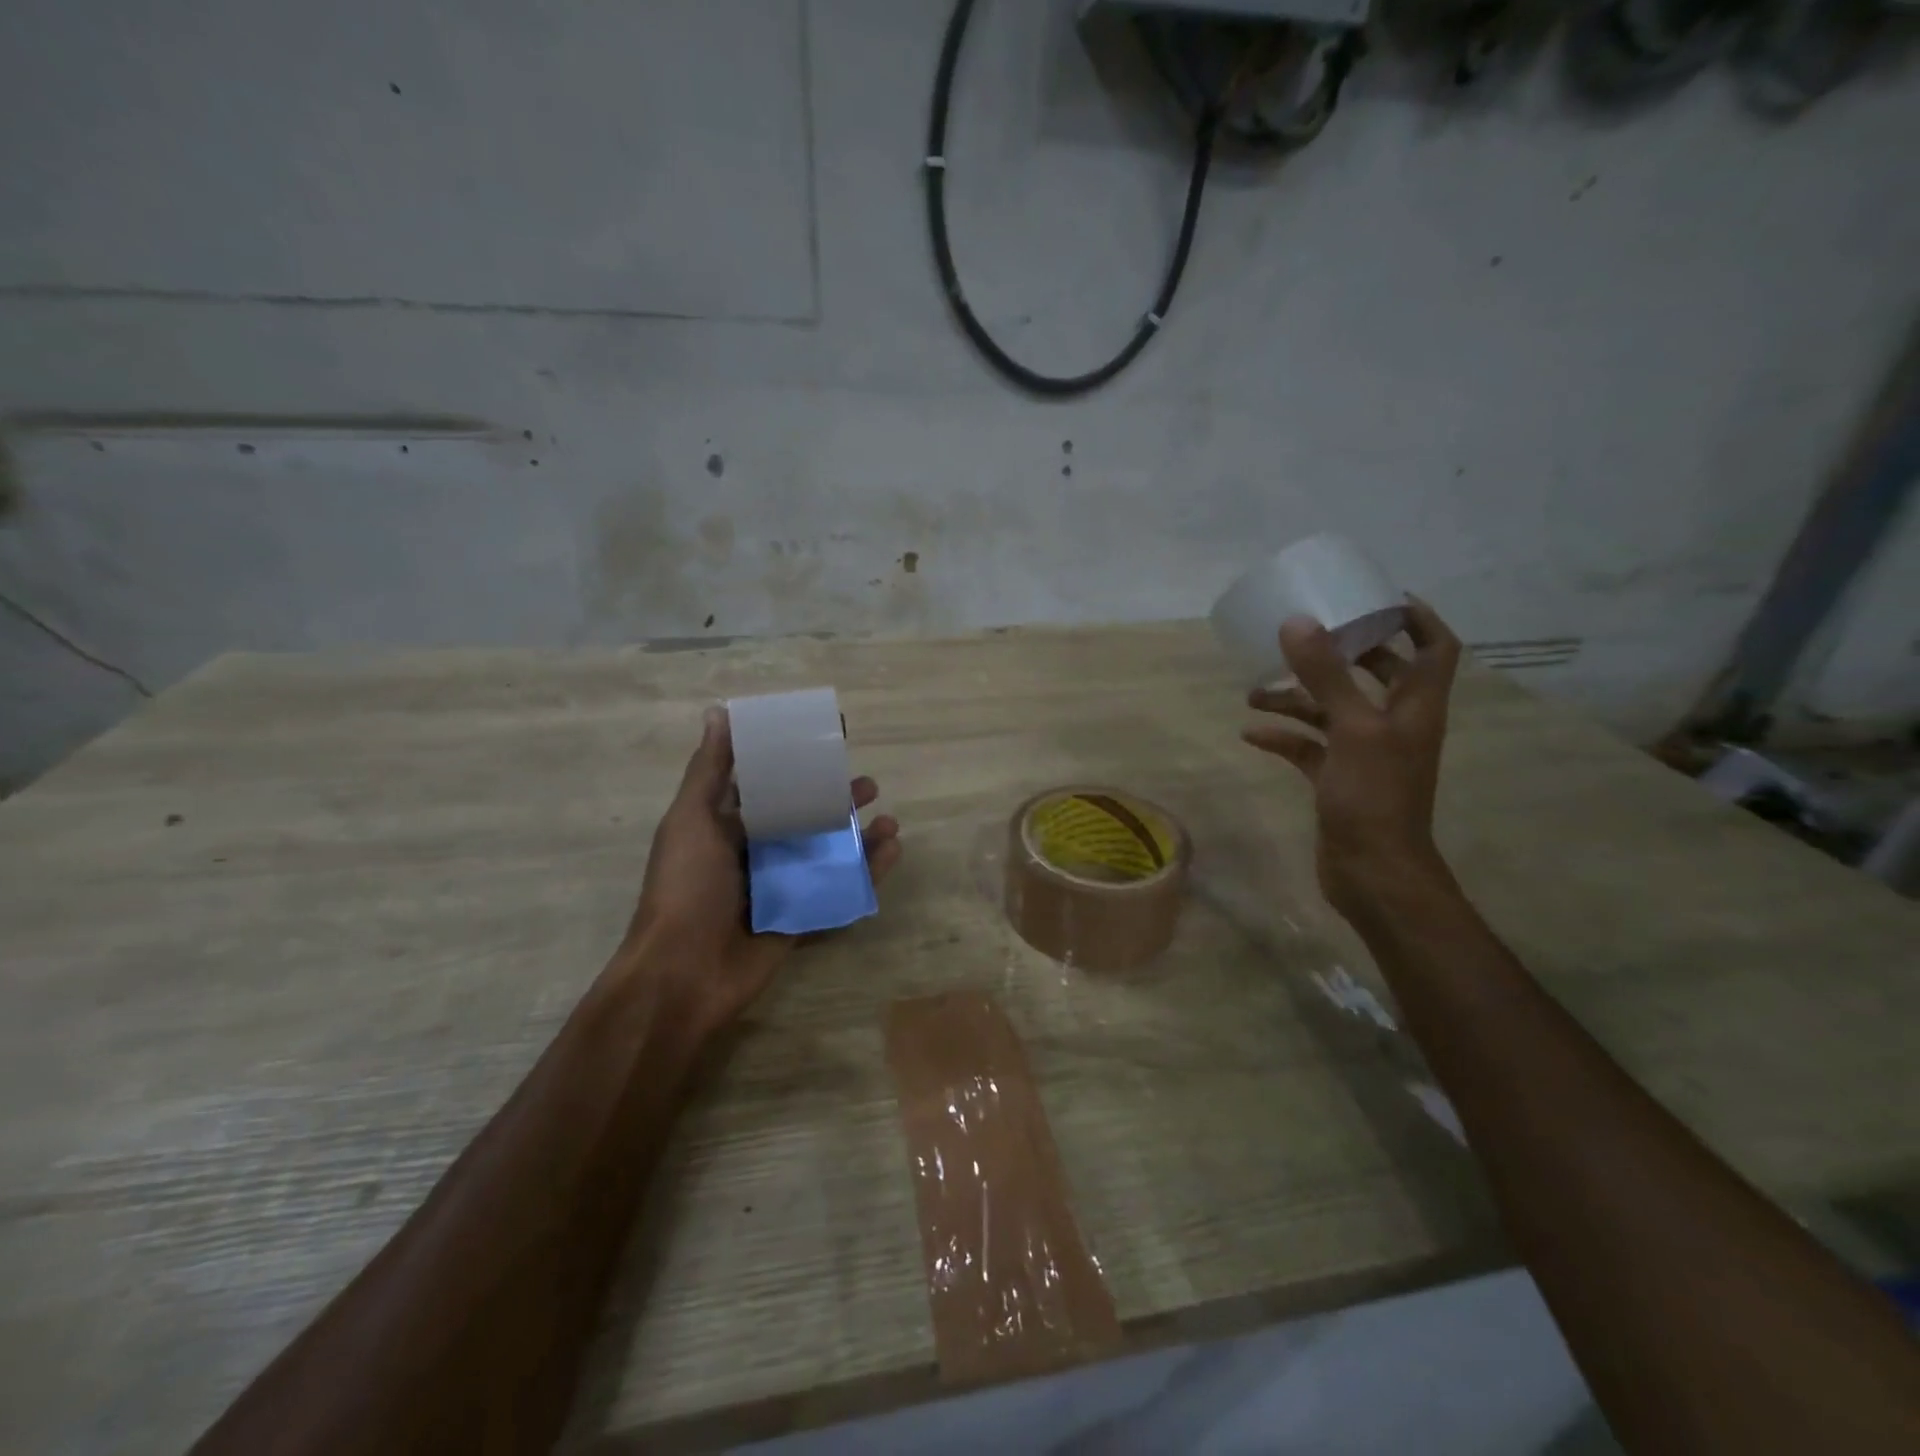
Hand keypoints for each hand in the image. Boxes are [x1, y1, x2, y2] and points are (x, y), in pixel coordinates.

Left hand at [613, 706, 901, 1038]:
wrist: (683, 974)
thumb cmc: (686, 888)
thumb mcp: (691, 820)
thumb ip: (710, 771)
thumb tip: (718, 712)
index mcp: (727, 825)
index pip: (769, 783)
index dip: (797, 761)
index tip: (829, 739)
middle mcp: (756, 851)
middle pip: (805, 817)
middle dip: (836, 799)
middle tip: (867, 786)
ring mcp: (782, 886)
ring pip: (828, 852)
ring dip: (859, 835)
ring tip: (889, 821)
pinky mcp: (802, 916)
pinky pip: (840, 889)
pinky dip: (868, 872)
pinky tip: (892, 852)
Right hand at [1241, 596, 1461, 917]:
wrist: (1373, 874)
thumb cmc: (1375, 797)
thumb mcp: (1353, 729)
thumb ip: (1326, 676)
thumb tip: (1298, 622)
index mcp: (1415, 706)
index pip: (1434, 647)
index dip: (1414, 617)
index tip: (1375, 597)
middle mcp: (1394, 724)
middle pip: (1376, 674)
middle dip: (1340, 654)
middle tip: (1304, 636)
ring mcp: (1364, 754)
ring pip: (1332, 711)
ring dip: (1297, 698)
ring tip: (1254, 691)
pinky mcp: (1337, 780)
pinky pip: (1308, 747)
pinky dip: (1283, 737)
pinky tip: (1251, 733)